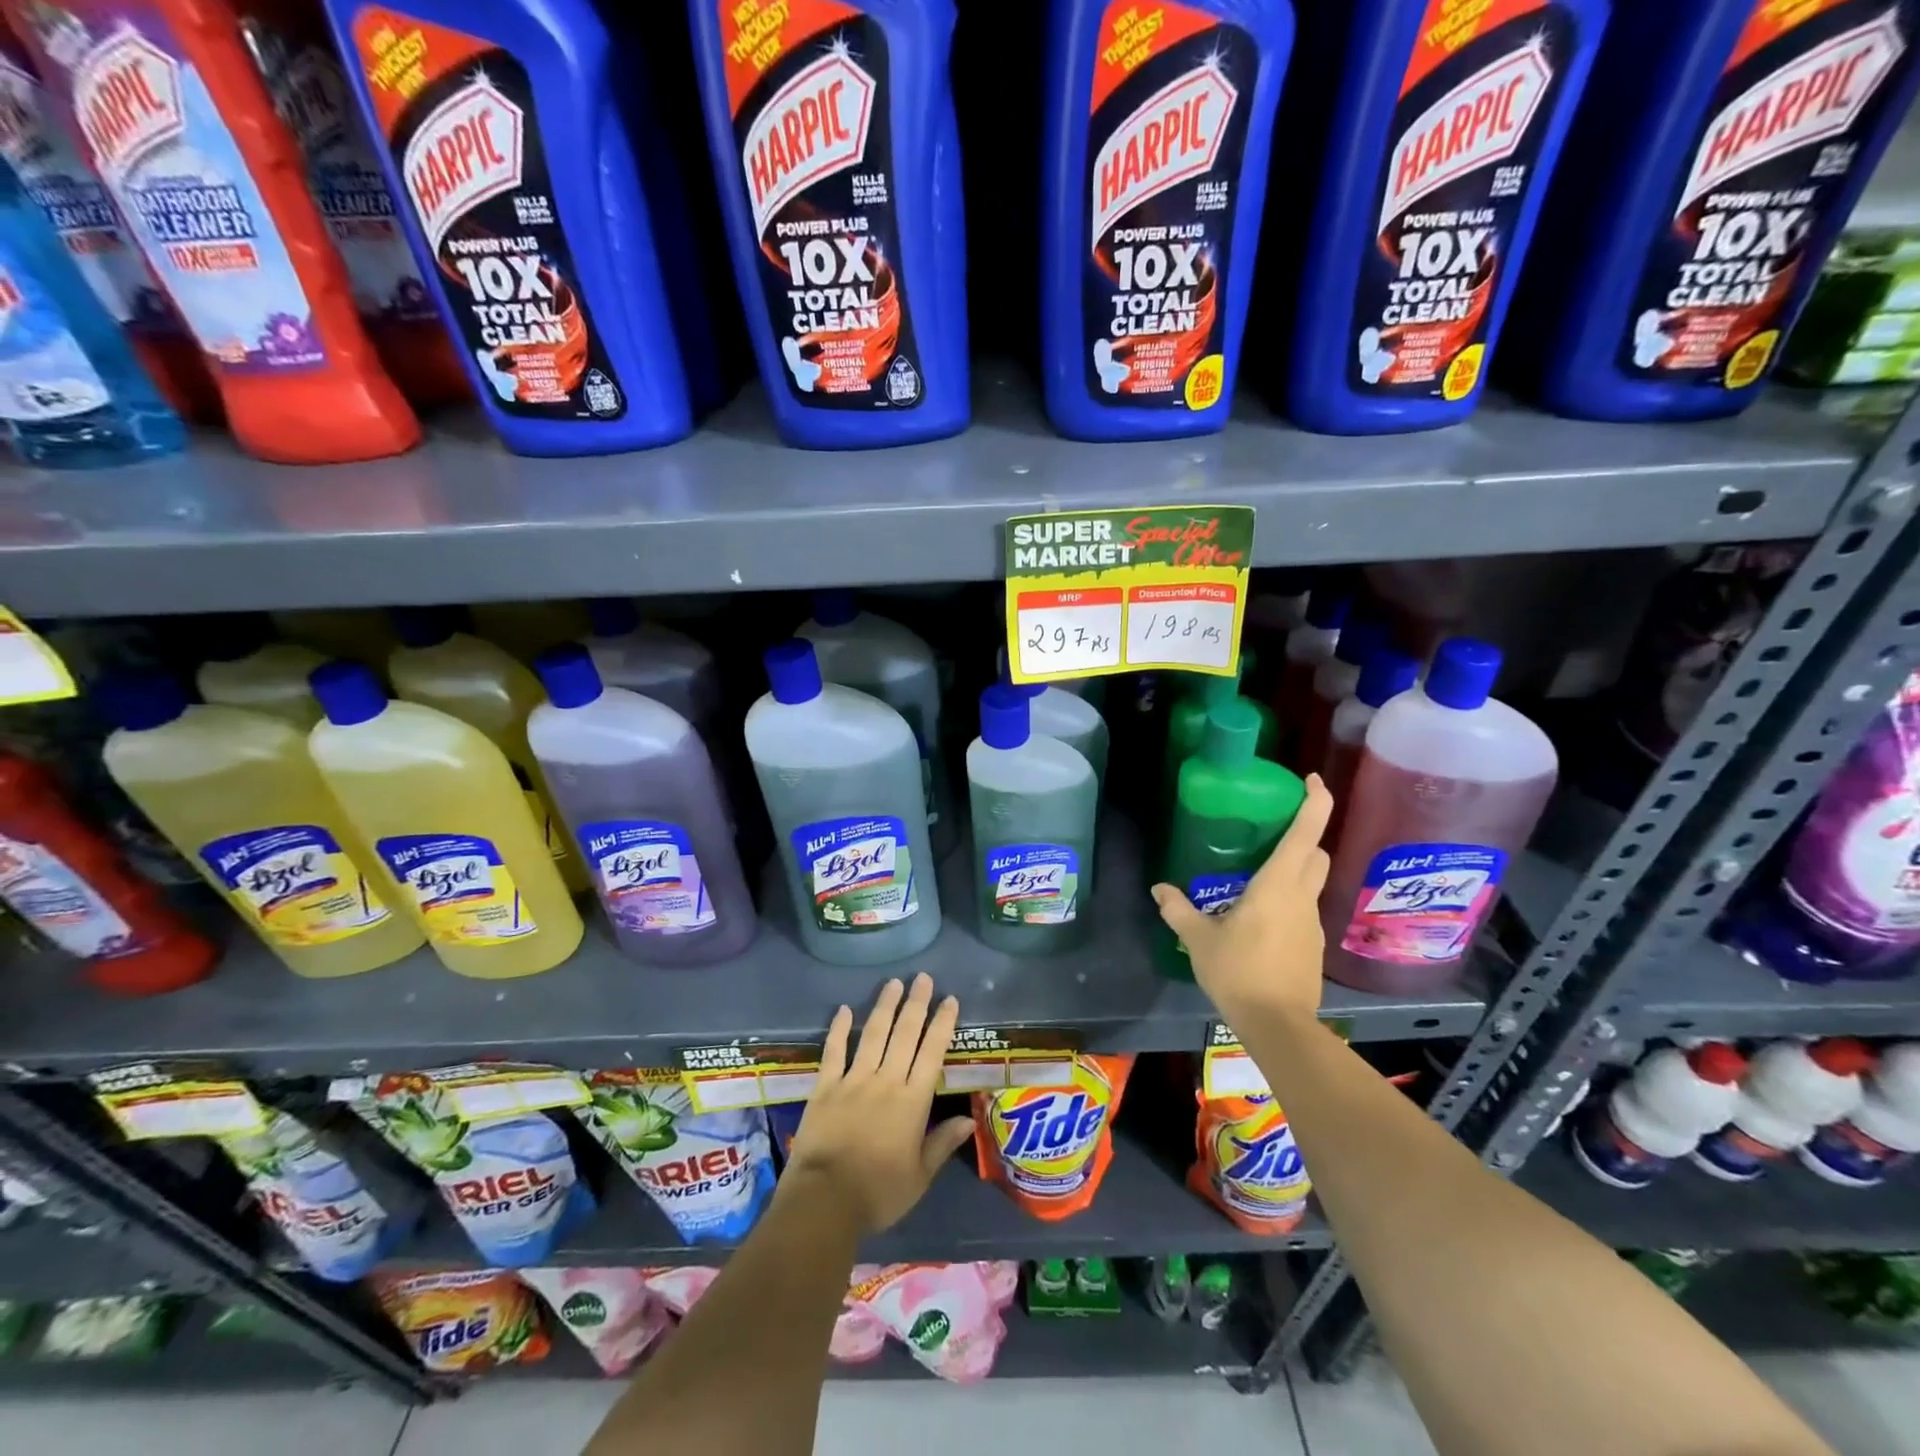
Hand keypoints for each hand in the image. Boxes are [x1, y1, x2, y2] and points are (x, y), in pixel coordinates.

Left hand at [782, 973, 975, 1234]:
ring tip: (893, 983)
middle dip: (916, 1004)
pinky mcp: (825, 1086)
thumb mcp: (919, 1176)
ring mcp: (853, 1080)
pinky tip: (845, 1009)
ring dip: (884, 1007)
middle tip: (922, 977)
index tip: (949, 999)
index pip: (932, 1053)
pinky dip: (839, 1029)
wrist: (824, 1200)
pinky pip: (834, 1051)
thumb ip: (942, 1143)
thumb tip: (968, 1119)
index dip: (942, 1024)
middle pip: (904, 1035)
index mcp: (912, 1101)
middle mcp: (885, 1081)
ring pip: (873, 1035)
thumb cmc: (878, 1192)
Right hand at [1151, 774, 1333, 1022]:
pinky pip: (1303, 910)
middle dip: (1305, 835)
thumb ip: (1179, 910)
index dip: (1315, 802)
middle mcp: (1302, 897)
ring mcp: (1312, 923)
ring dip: (1295, 870)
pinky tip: (1261, 919)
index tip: (1313, 780)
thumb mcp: (1199, 939)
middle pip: (1316, 854)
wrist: (1278, 1024)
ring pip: (1312, 882)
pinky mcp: (1313, 946)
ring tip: (1257, 879)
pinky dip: (1289, 901)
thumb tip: (1159, 889)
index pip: (1306, 833)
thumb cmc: (1238, 971)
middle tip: (1273, 832)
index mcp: (1278, 885)